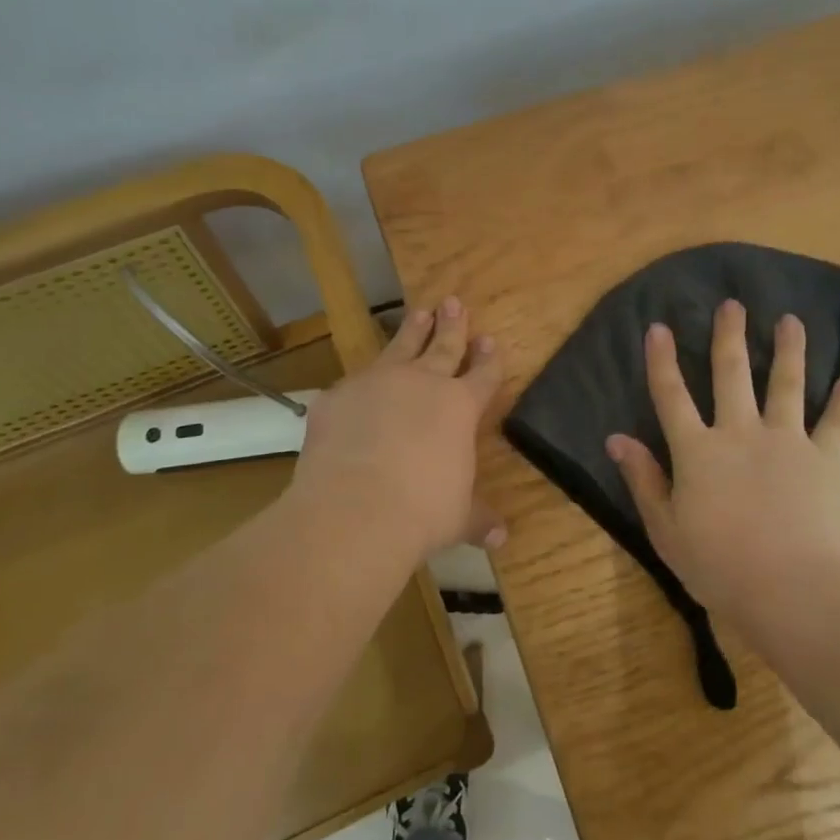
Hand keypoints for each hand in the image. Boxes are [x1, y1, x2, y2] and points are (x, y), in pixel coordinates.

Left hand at [290, 296, 504, 558]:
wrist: (356, 509)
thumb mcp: (457, 517)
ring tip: (419, 312)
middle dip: (452, 324)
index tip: (490, 340)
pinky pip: (353, 383)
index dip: (489, 358)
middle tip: (454, 301)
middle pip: (443, 346)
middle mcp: (422, 384)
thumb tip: (500, 537)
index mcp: (460, 407)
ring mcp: (377, 383)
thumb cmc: (422, 512)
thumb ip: (477, 518)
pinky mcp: (338, 396)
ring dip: (412, 330)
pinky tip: (356, 384)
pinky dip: (360, 382)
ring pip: (400, 347)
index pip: (483, 375)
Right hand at [605, 300, 839, 633]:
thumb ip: (643, 479)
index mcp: (697, 450)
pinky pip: (836, 424)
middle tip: (733, 304)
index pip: (672, 395)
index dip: (662, 360)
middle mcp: (740, 432)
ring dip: (789, 350)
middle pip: (732, 373)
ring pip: (786, 384)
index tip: (660, 327)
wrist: (790, 588)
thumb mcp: (665, 528)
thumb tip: (616, 438)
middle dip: (730, 335)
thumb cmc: (718, 565)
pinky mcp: (824, 459)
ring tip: (791, 320)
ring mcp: (785, 441)